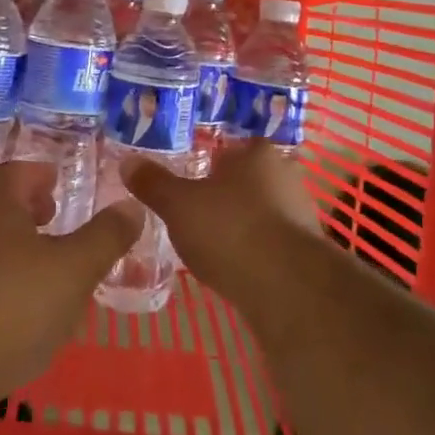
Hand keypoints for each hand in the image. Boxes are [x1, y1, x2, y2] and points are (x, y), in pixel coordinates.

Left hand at [0, 162, 143, 404]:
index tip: (59, 183)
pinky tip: (20, 311)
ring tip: (46, 267)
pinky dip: (1, 280)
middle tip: (56, 219)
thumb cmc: (11, 307)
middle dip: (28, 210)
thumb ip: (105, 237)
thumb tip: (131, 205)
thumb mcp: (74, 270)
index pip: (16, 173)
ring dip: (16, 247)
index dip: (40, 175)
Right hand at [123, 141, 322, 299]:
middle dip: (225, 195)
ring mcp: (301, 214)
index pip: (232, 147)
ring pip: (262, 212)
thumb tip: (128, 162)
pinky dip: (254, 252)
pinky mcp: (306, 252)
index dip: (210, 161)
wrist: (287, 288)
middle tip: (194, 213)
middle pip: (248, 179)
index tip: (189, 180)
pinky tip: (234, 269)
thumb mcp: (178, 204)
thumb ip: (153, 183)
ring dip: (241, 225)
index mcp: (257, 153)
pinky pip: (272, 244)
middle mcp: (285, 175)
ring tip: (210, 245)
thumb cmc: (230, 229)